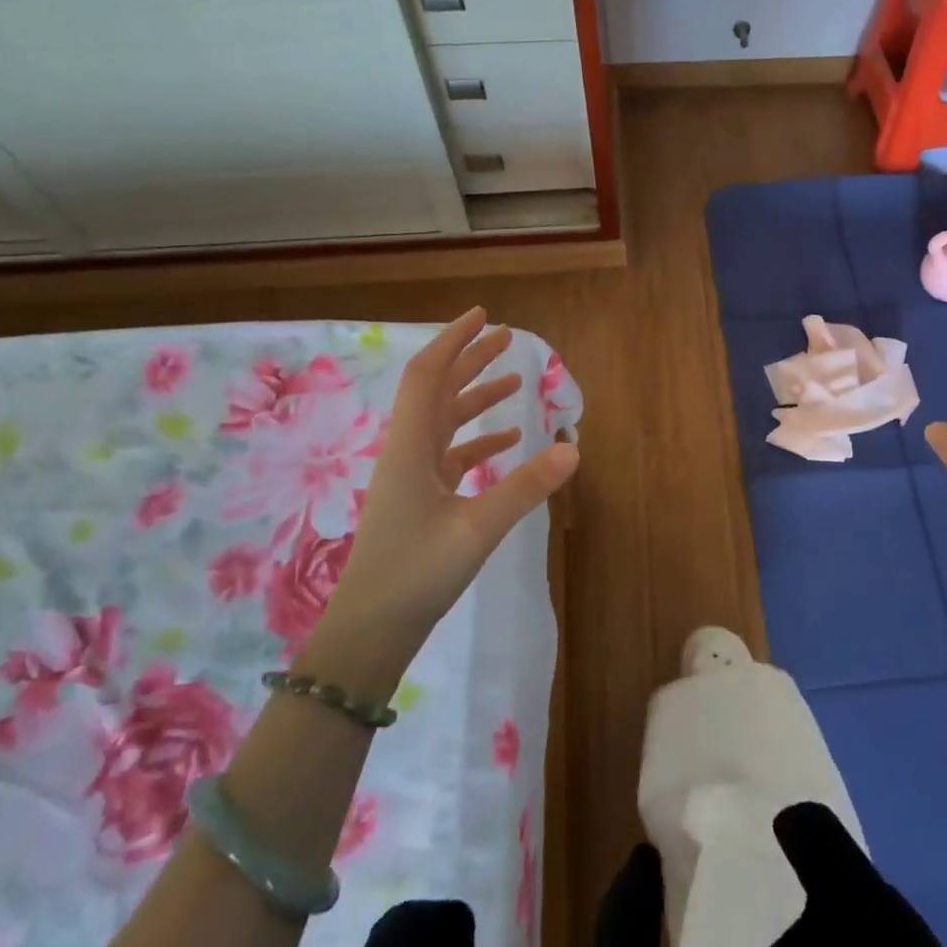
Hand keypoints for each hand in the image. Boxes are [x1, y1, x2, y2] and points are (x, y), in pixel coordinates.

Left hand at [332, 309, 578, 634]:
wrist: (371, 630)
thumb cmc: (415, 573)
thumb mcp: (477, 528)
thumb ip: (525, 486)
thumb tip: (574, 447)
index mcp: (410, 446)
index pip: (429, 375)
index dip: (454, 341)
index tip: (483, 316)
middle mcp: (408, 451)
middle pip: (438, 391)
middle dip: (470, 360)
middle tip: (506, 338)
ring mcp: (413, 477)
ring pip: (446, 422)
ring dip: (477, 398)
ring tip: (514, 381)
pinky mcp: (421, 500)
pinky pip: (453, 455)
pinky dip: (480, 440)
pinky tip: (510, 441)